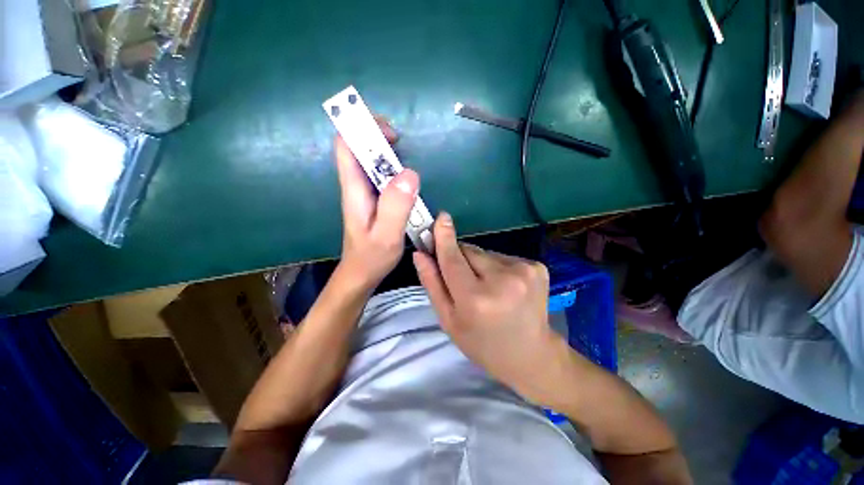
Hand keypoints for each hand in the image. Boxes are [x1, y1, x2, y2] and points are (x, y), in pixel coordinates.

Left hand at [334, 119, 418, 289]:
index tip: (388, 133)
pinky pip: (379, 174)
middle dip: (375, 135)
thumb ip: (396, 208)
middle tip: (400, 141)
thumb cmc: (372, 257)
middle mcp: (355, 186)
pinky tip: (405, 175)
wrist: (361, 273)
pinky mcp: (373, 199)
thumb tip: (409, 174)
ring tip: (405, 154)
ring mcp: (364, 192)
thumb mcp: (387, 236)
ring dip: (385, 150)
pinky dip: (391, 166)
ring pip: (369, 159)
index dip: (362, 130)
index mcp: (354, 190)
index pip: (346, 147)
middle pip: (357, 147)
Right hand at [413, 212, 563, 404]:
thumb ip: (433, 284)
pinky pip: (503, 257)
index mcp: (477, 299)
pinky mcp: (537, 266)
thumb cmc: (482, 343)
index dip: (444, 238)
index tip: (440, 218)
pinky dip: (497, 267)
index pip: (453, 259)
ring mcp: (525, 271)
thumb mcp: (449, 320)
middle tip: (464, 280)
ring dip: (480, 264)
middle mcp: (503, 280)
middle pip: (469, 251)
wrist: (531, 355)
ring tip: (487, 288)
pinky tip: (503, 286)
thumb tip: (420, 254)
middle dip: (461, 257)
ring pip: (486, 253)